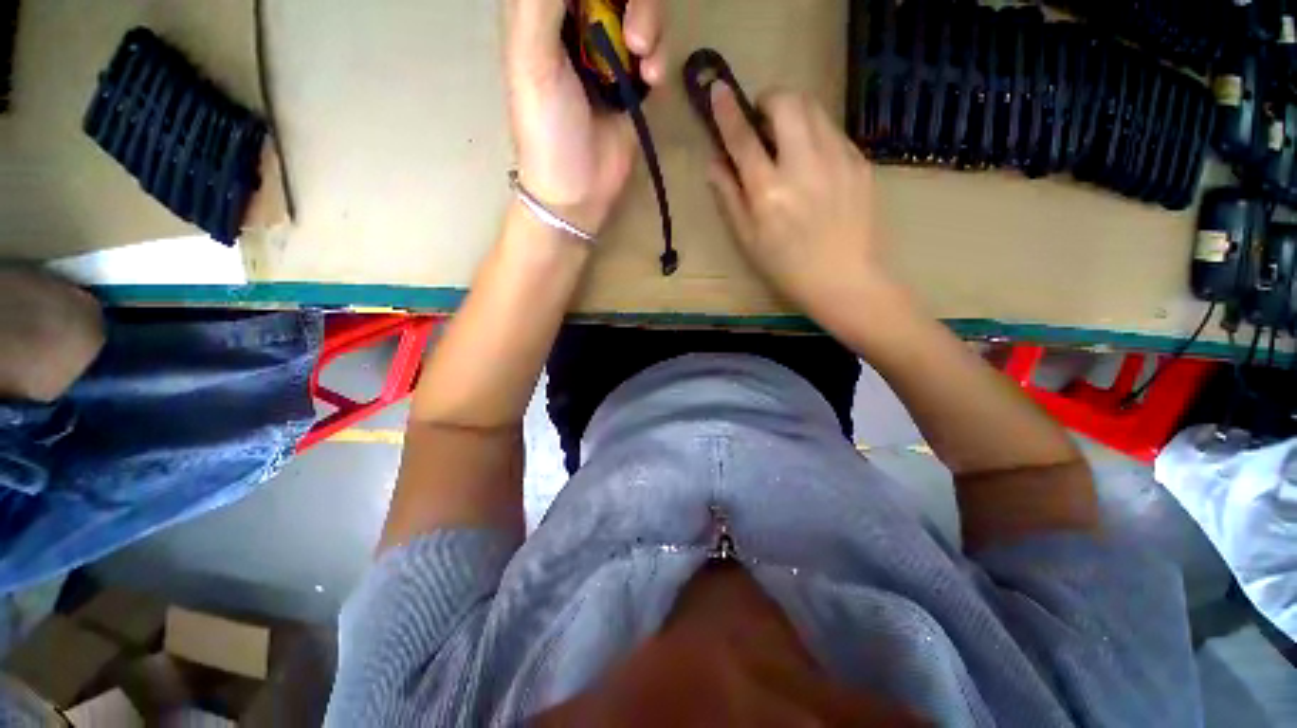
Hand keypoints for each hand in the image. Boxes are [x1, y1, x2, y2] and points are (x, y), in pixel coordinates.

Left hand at [504, 0, 666, 233]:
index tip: (609, 2)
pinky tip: (651, 80)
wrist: (578, 191)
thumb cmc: (548, 130)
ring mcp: (608, 52)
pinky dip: (659, 56)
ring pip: (640, 7)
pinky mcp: (634, 79)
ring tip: (642, 57)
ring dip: (650, 21)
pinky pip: (657, 45)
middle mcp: (576, 23)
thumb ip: (540, 3)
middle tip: (632, 30)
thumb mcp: (532, 58)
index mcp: (542, 11)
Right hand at [708, 85, 899, 330]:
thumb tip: (714, 162)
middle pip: (787, 102)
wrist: (844, 279)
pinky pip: (832, 131)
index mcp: (769, 191)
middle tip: (762, 121)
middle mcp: (803, 164)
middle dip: (769, 100)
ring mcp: (837, 158)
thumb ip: (729, 196)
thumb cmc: (786, 266)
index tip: (718, 89)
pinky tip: (813, 165)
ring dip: (793, 114)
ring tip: (788, 143)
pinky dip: (815, 135)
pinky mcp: (859, 161)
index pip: (743, 137)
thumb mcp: (747, 239)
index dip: (727, 111)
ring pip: (814, 109)